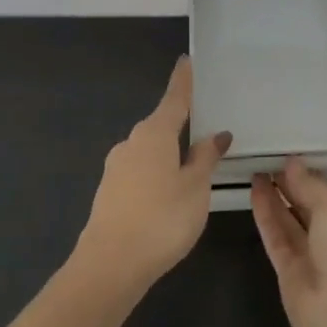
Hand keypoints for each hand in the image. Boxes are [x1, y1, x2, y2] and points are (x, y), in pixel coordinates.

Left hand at [74, 56, 230, 296]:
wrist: (110, 265)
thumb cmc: (162, 219)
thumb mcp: (196, 188)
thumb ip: (206, 158)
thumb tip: (217, 135)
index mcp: (154, 134)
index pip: (174, 99)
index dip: (183, 81)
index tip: (186, 61)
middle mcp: (131, 143)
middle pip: (160, 125)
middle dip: (180, 125)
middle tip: (205, 129)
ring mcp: (116, 168)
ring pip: (149, 151)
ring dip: (169, 154)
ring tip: (192, 169)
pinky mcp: (109, 192)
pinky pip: (140, 172)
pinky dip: (157, 174)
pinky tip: (168, 196)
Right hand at [251, 157, 326, 326]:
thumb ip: (311, 185)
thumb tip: (292, 164)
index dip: (319, 183)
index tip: (298, 163)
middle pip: (313, 212)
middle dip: (295, 188)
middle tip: (272, 161)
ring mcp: (315, 262)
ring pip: (292, 224)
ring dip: (277, 198)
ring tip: (259, 170)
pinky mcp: (289, 274)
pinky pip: (277, 238)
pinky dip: (267, 215)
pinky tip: (255, 190)